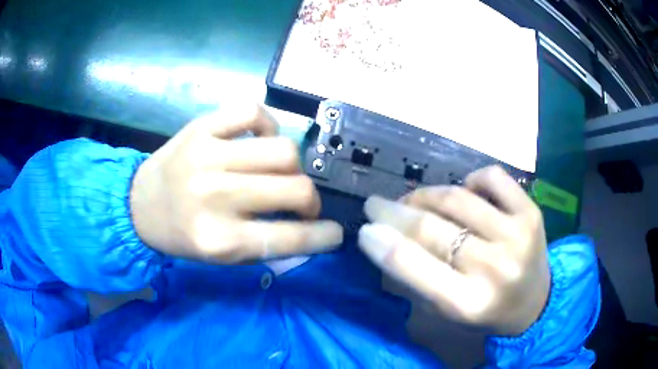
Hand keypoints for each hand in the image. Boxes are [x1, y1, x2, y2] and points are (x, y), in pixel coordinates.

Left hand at [130, 103, 342, 263]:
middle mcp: (216, 196)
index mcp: (220, 240)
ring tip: (279, 172)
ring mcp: (208, 155)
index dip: (323, 236)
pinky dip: (268, 125)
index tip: (335, 232)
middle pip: (295, 187)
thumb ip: (265, 244)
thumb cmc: (181, 236)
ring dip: (293, 166)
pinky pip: (253, 112)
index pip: (290, 237)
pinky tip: (261, 139)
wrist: (138, 205)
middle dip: (311, 200)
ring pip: (283, 149)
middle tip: (302, 204)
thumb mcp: (220, 256)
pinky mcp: (201, 127)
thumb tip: (309, 226)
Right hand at [358, 166, 548, 335]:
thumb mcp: (447, 311)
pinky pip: (492, 178)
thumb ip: (418, 279)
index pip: (413, 266)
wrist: (535, 303)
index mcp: (468, 304)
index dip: (382, 242)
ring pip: (457, 199)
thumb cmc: (487, 313)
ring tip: (414, 200)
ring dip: (425, 195)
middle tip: (376, 205)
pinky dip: (470, 179)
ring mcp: (517, 235)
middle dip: (394, 212)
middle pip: (432, 229)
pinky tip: (465, 192)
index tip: (365, 228)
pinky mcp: (531, 212)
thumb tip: (384, 238)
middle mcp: (494, 269)